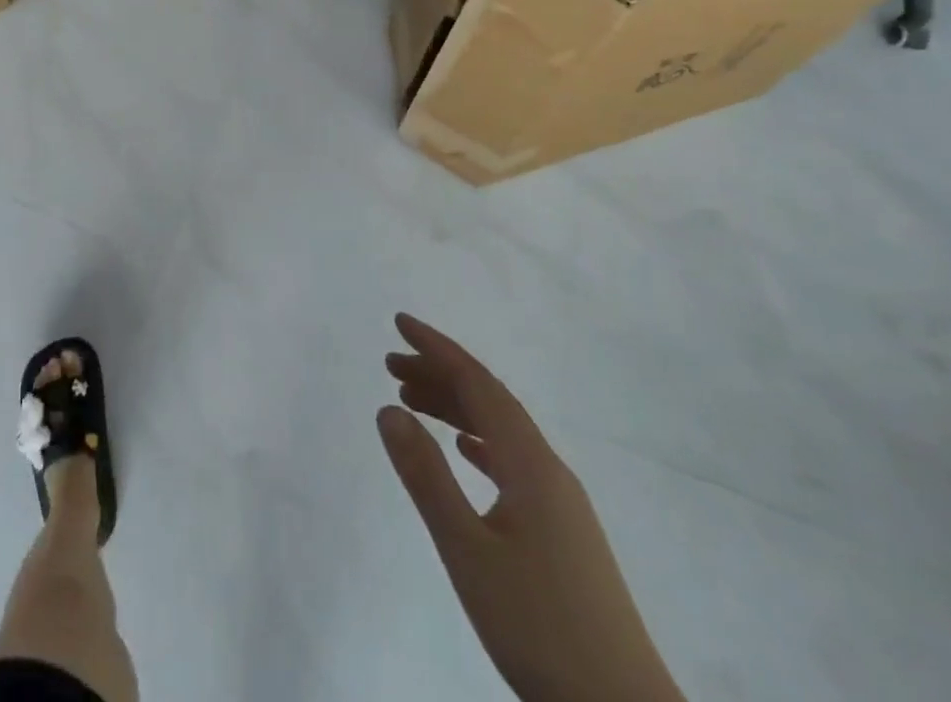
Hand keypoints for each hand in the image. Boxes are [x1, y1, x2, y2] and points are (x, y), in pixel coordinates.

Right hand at [378, 314, 683, 701]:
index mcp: (531, 464)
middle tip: (390, 365)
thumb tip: (388, 409)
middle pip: (489, 401)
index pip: (478, 384)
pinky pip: (512, 461)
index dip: (437, 348)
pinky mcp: (563, 532)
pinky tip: (465, 450)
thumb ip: (427, 476)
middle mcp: (549, 469)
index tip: (399, 323)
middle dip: (439, 374)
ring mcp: (560, 502)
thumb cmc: (540, 627)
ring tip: (411, 402)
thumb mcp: (468, 551)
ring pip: (501, 432)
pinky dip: (479, 442)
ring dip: (456, 408)